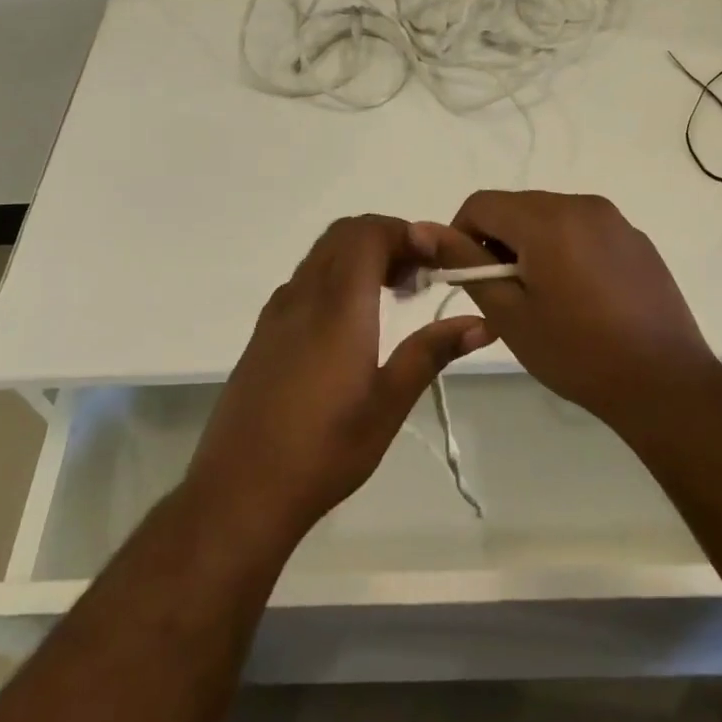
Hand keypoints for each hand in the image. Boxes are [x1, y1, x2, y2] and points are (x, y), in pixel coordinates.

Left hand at [185, 215, 491, 540]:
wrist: (241, 489)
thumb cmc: (325, 449)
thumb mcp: (388, 404)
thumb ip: (431, 353)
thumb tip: (481, 323)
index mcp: (338, 305)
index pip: (368, 233)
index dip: (405, 232)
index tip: (436, 260)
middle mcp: (303, 295)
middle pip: (344, 234)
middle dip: (387, 239)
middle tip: (420, 276)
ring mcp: (278, 312)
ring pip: (322, 255)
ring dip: (360, 257)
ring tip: (394, 297)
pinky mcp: (264, 332)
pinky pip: (304, 280)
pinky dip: (336, 277)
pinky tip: (352, 324)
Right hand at [422, 191, 716, 421]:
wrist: (665, 383)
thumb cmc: (577, 352)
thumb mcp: (509, 313)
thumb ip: (466, 264)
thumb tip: (422, 228)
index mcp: (547, 219)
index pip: (481, 203)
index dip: (460, 234)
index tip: (465, 276)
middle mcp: (582, 205)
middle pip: (517, 207)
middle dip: (497, 241)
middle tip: (501, 294)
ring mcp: (614, 220)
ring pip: (549, 216)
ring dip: (530, 245)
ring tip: (540, 297)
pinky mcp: (635, 239)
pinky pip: (582, 229)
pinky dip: (563, 249)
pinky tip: (578, 297)